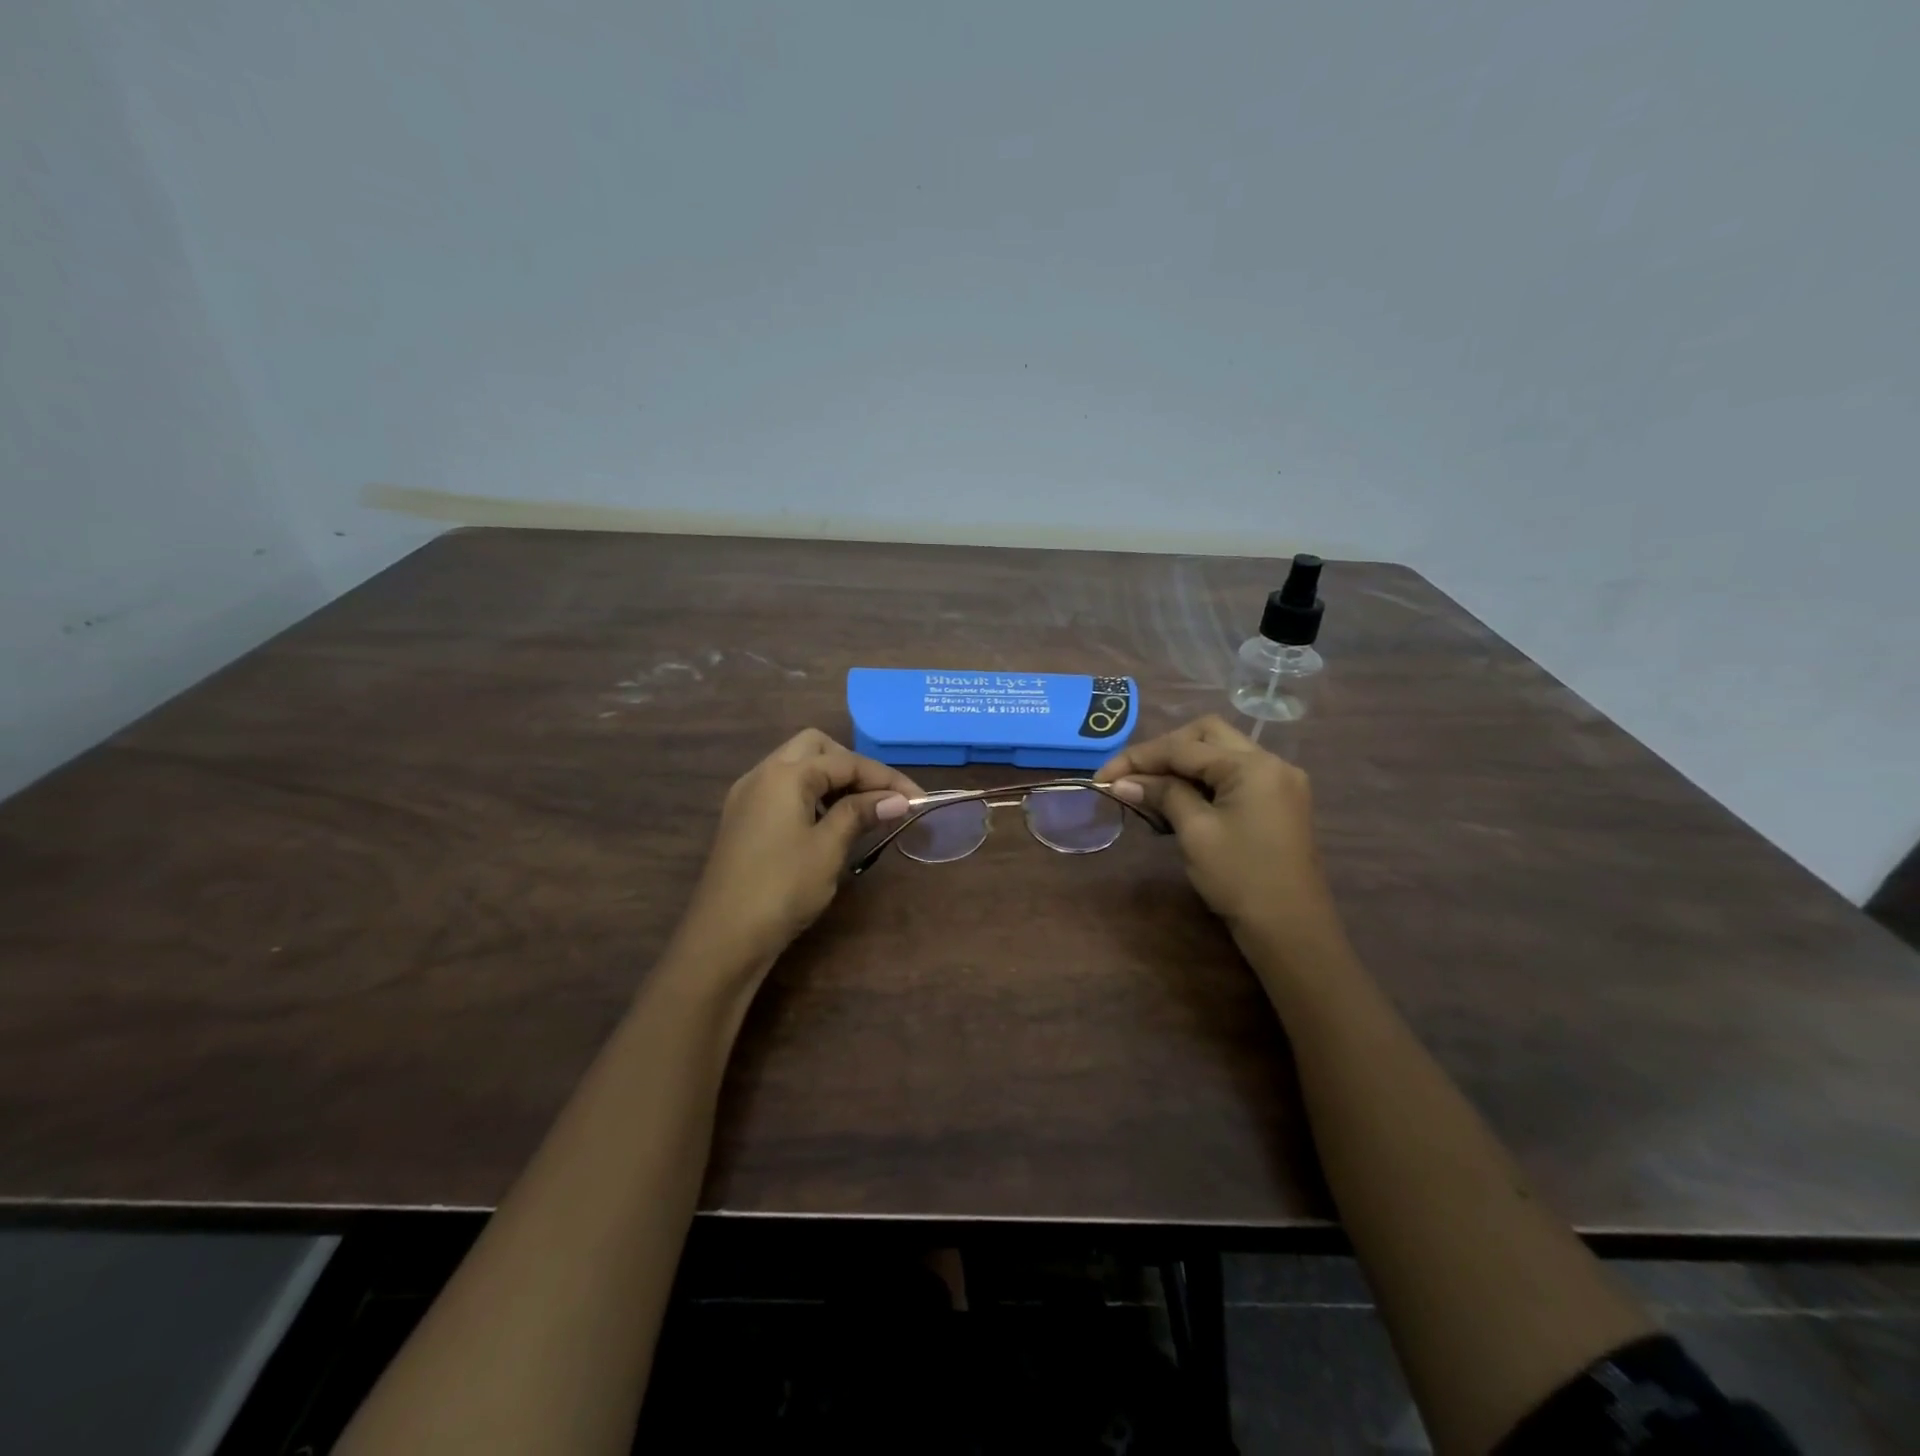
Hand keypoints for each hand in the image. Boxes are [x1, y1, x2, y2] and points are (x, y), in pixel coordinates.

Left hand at [679, 729, 920, 973]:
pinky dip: (811, 795)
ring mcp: (748, 796)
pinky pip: (783, 789)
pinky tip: (827, 823)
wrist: (723, 938)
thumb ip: (860, 814)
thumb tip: (896, 800)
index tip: (917, 799)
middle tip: (879, 798)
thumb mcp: (828, 849)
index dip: (885, 778)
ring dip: (831, 780)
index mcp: (785, 774)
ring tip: (860, 811)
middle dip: (853, 766)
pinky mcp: (742, 818)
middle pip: (816, 748)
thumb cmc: (782, 888)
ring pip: (797, 766)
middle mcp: (762, 774)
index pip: (845, 761)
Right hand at [1097, 716, 1345, 959]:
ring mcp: (1278, 782)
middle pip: (1206, 735)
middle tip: (1132, 777)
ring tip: (1149, 791)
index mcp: (1252, 766)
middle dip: (1164, 751)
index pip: (1183, 747)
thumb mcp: (1195, 832)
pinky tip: (1179, 801)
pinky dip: (1203, 780)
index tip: (1102, 777)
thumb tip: (1123, 782)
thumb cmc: (1240, 879)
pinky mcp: (1278, 802)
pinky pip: (1233, 775)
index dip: (1138, 758)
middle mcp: (1271, 762)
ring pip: (1220, 753)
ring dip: (1182, 765)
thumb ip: (1162, 795)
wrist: (1291, 930)